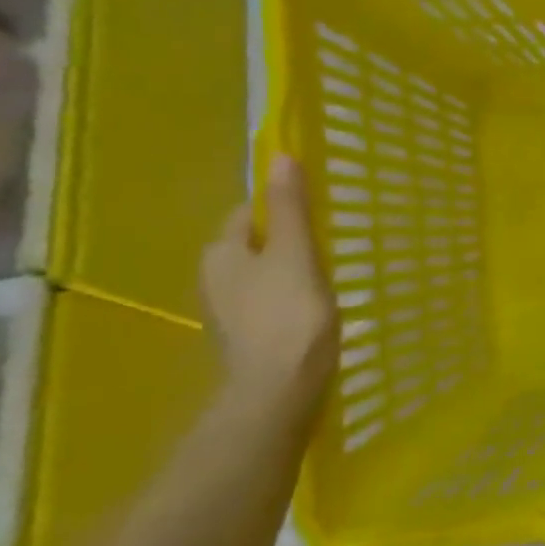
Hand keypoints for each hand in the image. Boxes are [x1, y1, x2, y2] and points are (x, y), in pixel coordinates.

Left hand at [202, 155, 335, 422]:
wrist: (280, 390)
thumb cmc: (289, 314)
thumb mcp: (294, 252)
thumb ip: (289, 207)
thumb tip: (279, 155)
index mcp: (221, 252)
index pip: (248, 213)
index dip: (281, 207)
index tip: (318, 212)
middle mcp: (215, 278)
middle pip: (255, 244)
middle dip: (287, 239)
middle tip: (329, 241)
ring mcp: (231, 311)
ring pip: (264, 274)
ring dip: (291, 270)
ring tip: (329, 274)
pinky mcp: (250, 337)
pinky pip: (271, 301)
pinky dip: (291, 298)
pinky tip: (316, 307)